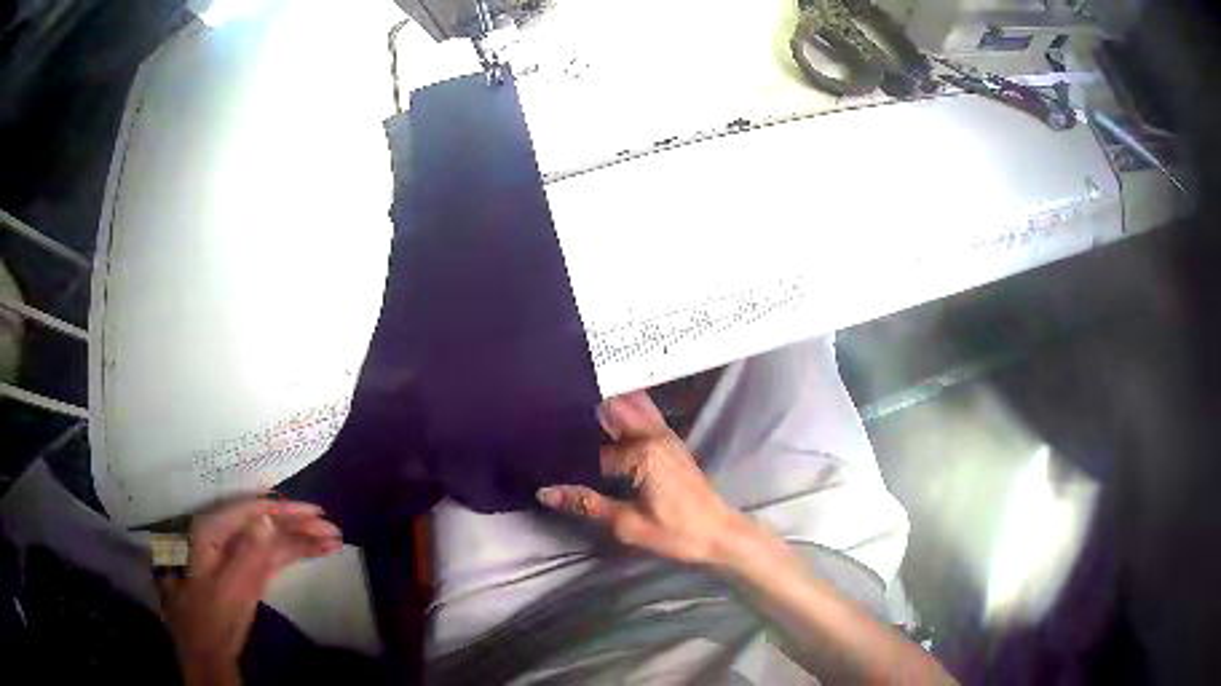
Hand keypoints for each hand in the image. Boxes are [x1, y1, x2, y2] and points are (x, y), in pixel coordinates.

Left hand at [161, 497, 341, 685]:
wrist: (209, 649)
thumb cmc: (213, 618)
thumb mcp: (229, 589)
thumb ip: (247, 554)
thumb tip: (267, 517)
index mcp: (214, 531)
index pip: (252, 511)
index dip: (285, 509)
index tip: (316, 512)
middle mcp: (226, 536)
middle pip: (266, 524)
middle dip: (299, 525)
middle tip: (333, 530)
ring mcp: (239, 555)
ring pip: (274, 541)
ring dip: (303, 540)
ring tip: (334, 541)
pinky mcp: (250, 572)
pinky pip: (275, 557)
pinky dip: (297, 554)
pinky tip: (316, 552)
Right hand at [537, 391, 749, 565]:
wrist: (721, 534)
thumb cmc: (678, 533)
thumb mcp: (628, 525)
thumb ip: (587, 504)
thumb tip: (544, 493)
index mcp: (642, 453)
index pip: (592, 448)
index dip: (566, 450)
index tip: (539, 444)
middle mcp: (653, 435)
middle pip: (613, 410)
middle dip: (584, 405)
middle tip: (550, 407)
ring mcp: (665, 435)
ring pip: (630, 406)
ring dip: (605, 402)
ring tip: (572, 404)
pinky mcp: (670, 441)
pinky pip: (642, 415)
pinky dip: (622, 411)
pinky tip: (603, 419)